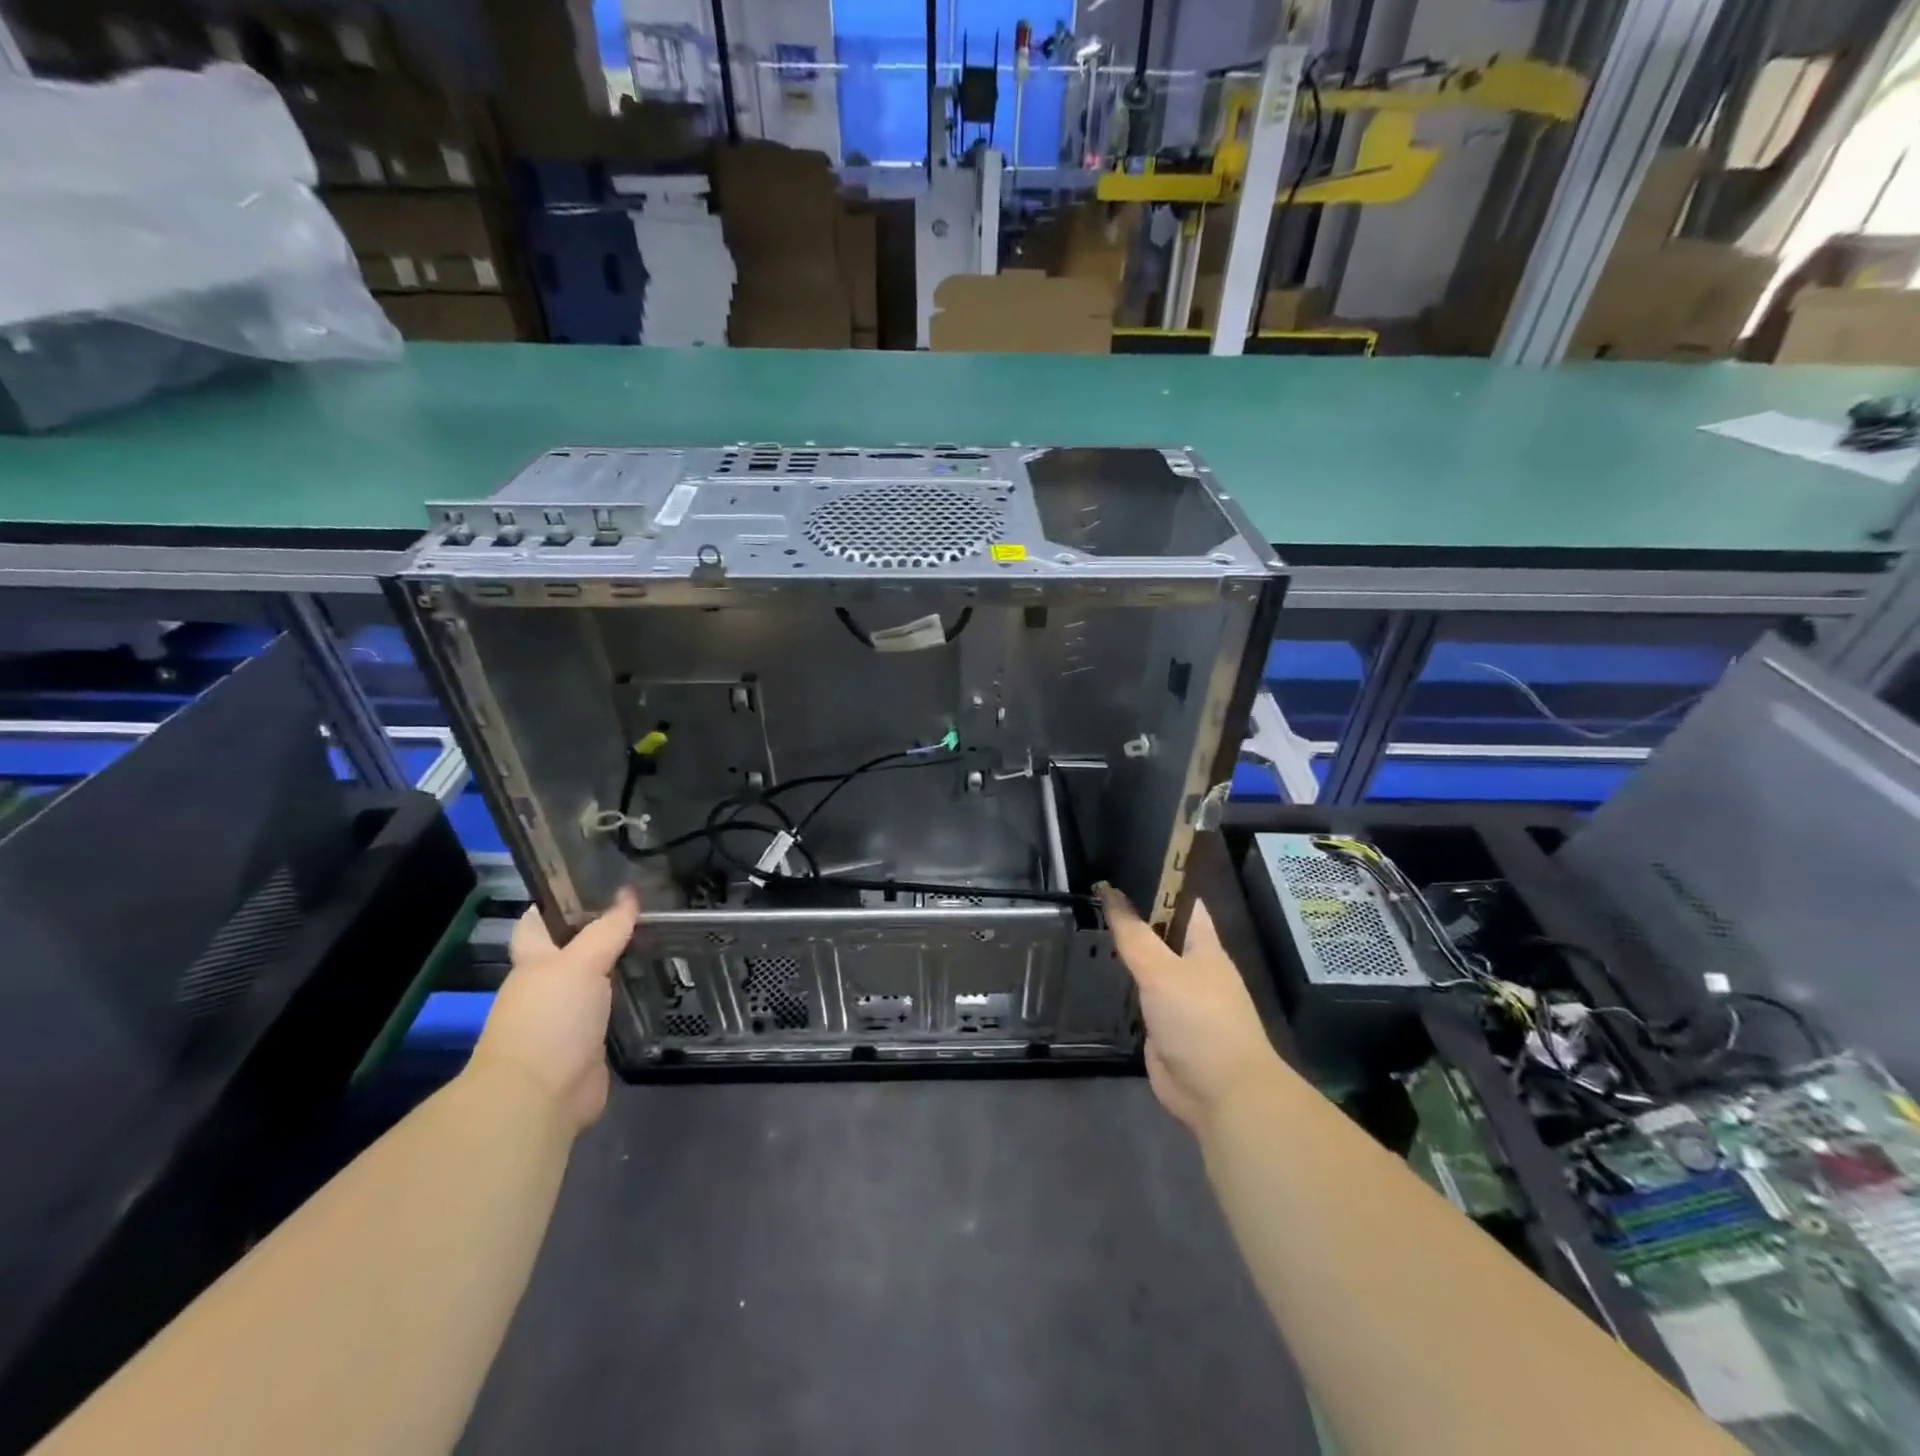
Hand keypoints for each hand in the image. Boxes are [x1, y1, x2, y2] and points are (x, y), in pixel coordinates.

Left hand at [473, 890, 639, 1130]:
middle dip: (603, 933)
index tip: (594, 882)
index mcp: (533, 962)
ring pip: (597, 982)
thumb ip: (607, 929)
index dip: (558, 902)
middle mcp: (547, 987)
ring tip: (662, 942)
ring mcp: (567, 1018)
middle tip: (647, 910)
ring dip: (622, 967)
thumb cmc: (549, 1018)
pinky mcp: (590, 1045)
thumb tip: (629, 894)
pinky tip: (660, 985)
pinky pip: (613, 1012)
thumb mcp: (581, 963)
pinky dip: (631, 1000)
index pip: (538, 922)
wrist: (540, 1096)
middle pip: (574, 951)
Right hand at [1099, 883, 1282, 1135]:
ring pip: (1147, 965)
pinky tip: (1093, 973)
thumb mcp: (1162, 970)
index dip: (1156, 882)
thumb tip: (1108, 890)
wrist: (1220, 1094)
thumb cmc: (1200, 1020)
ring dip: (1124, 952)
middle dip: (1131, 916)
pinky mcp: (1162, 1027)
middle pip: (1161, 933)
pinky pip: (1138, 997)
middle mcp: (1192, 967)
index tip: (1121, 865)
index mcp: (1204, 946)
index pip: (1181, 901)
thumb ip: (1133, 933)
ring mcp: (1178, 999)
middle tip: (1089, 895)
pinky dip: (1120, 987)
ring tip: (1083, 926)